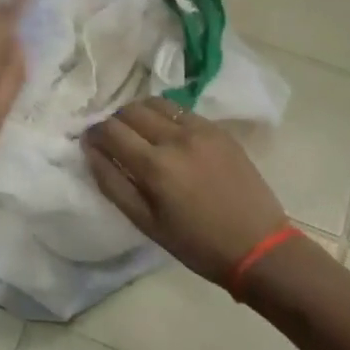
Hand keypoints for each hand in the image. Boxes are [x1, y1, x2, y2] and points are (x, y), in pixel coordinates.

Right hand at [83, 98, 288, 284]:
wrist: (259, 246)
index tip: (90, 142)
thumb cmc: (197, 244)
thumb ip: (113, 183)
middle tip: (114, 140)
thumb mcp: (146, 223)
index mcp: (155, 166)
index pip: (110, 130)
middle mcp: (176, 139)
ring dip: (139, 113)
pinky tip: (167, 136)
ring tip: (139, 134)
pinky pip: (181, 111)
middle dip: (114, 121)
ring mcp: (201, 130)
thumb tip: (91, 151)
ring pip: (156, 103)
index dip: (93, 133)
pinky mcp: (219, 130)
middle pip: (130, 110)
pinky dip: (165, 117)